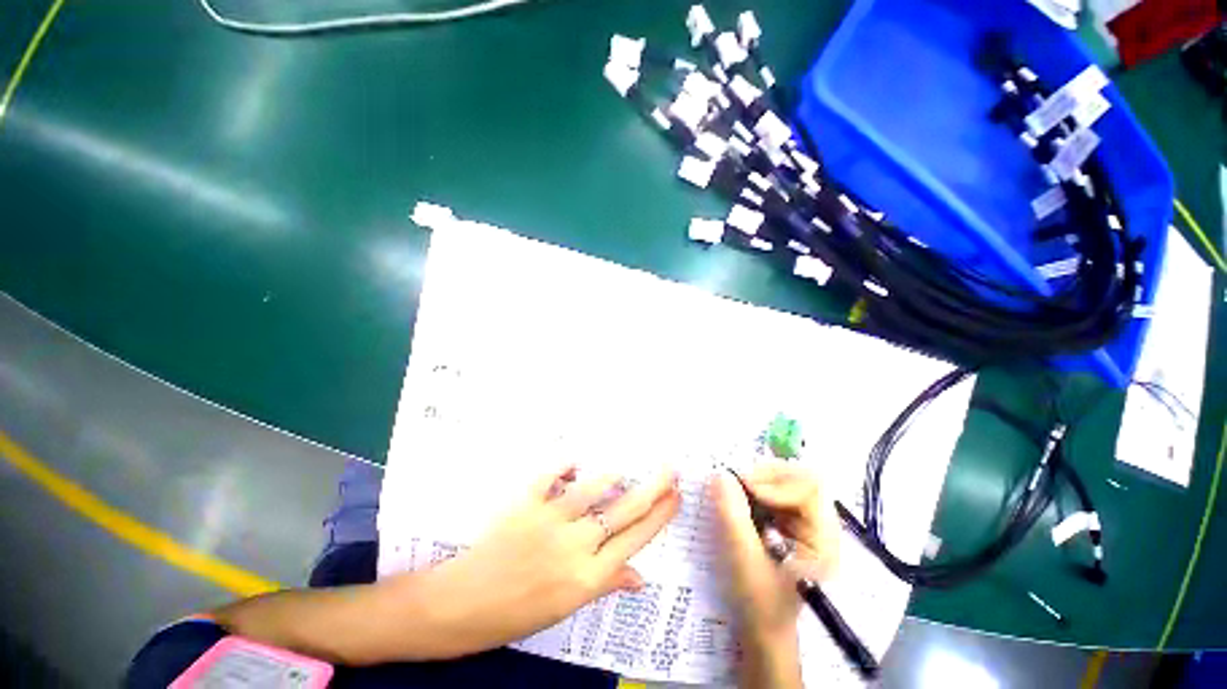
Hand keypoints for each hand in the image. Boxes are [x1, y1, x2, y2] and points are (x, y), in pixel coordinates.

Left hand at [418, 465, 680, 656]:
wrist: (461, 605)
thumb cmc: (516, 612)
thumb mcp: (566, 607)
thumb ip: (605, 584)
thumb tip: (641, 577)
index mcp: (588, 577)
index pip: (636, 540)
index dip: (661, 516)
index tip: (676, 496)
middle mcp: (575, 546)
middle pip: (625, 512)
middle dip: (653, 488)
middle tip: (670, 469)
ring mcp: (549, 522)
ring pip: (592, 489)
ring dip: (611, 477)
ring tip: (622, 471)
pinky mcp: (525, 504)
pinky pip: (550, 478)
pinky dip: (564, 467)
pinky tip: (573, 462)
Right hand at [710, 462, 838, 642]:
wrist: (765, 630)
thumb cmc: (761, 602)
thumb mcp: (745, 560)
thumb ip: (734, 515)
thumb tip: (720, 475)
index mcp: (824, 540)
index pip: (810, 488)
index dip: (776, 483)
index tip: (744, 489)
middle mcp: (822, 526)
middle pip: (801, 478)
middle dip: (767, 476)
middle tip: (738, 483)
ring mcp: (807, 524)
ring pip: (788, 482)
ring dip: (760, 481)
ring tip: (738, 492)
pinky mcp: (792, 524)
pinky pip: (777, 493)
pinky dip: (757, 490)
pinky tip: (743, 502)